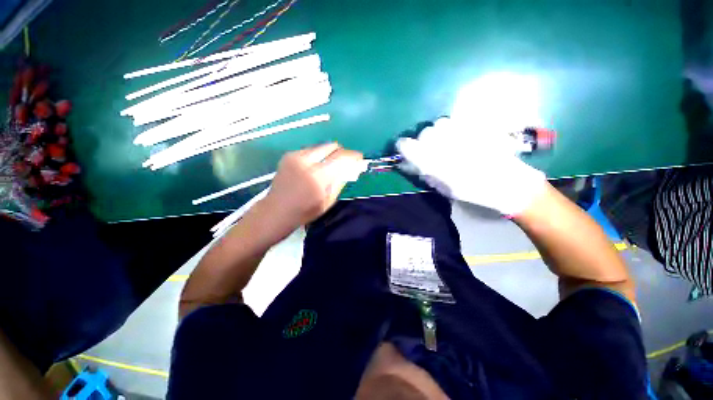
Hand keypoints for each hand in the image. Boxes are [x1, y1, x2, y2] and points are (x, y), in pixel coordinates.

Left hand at [262, 142, 365, 230]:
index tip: (359, 157)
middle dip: (342, 152)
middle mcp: (306, 162)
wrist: (276, 211)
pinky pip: (310, 150)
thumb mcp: (328, 201)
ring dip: (329, 153)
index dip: (353, 156)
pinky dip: (317, 155)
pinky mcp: (288, 155)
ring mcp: (295, 156)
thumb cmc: (305, 212)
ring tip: (330, 165)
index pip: (341, 158)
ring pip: (321, 146)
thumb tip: (352, 168)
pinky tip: (316, 166)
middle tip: (345, 161)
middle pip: (331, 146)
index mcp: (318, 177)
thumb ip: (340, 181)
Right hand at [396, 117, 545, 215]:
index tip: (405, 149)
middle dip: (424, 140)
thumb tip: (406, 163)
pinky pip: (457, 120)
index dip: (403, 146)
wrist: (507, 183)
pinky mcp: (476, 126)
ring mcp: (461, 133)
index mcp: (434, 162)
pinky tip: (461, 136)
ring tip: (448, 141)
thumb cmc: (472, 191)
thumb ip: (422, 173)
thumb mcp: (441, 187)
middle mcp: (444, 144)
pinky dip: (454, 127)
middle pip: (424, 132)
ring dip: (440, 132)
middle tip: (432, 149)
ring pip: (440, 123)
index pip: (407, 146)